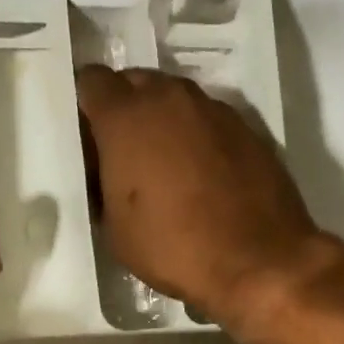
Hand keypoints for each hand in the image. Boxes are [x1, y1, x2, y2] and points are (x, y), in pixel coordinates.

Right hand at [76, 65, 333, 333]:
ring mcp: (214, 109)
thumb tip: (108, 173)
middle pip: (136, 82)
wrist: (257, 261)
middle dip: (126, 108)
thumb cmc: (173, 248)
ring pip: (176, 98)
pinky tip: (202, 175)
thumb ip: (103, 185)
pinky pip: (209, 120)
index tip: (90, 139)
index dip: (86, 108)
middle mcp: (170, 99)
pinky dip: (198, 137)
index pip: (92, 82)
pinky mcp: (248, 128)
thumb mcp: (115, 229)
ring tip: (165, 165)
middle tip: (124, 151)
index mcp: (126, 117)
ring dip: (164, 120)